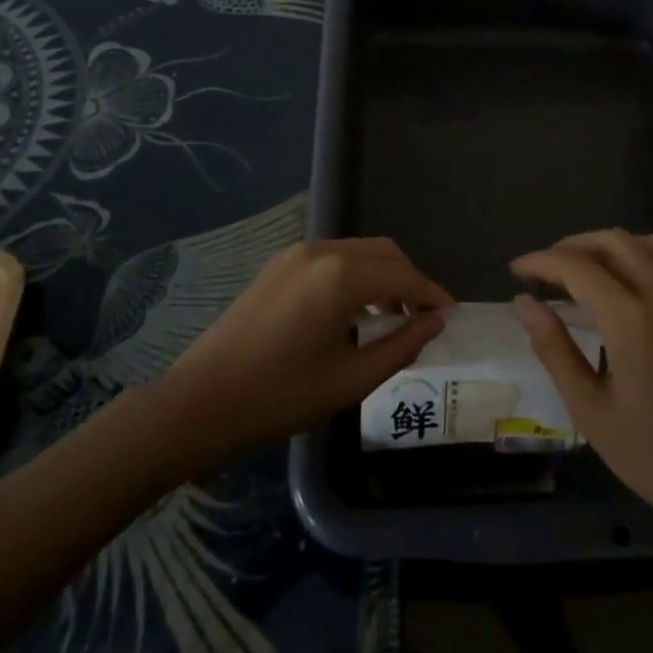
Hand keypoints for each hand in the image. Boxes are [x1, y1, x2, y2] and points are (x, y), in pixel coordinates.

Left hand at [160, 238, 451, 456]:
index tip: (451, 316)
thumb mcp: (351, 380)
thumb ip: (401, 346)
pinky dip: (357, 275)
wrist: (201, 401)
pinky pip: (334, 258)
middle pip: (384, 253)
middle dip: (410, 281)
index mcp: (341, 276)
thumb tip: (435, 322)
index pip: (403, 276)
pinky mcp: (280, 264)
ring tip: (394, 318)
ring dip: (384, 277)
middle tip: (424, 318)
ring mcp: (297, 254)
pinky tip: (356, 311)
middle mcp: (322, 251)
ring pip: (359, 252)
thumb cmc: (280, 396)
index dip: (432, 295)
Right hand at [511, 230, 652, 539]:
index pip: (577, 267)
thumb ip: (554, 349)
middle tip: (543, 271)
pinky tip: (625, 286)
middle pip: (611, 242)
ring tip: (580, 272)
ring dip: (607, 246)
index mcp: (631, 319)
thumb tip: (523, 302)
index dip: (541, 261)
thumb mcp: (590, 410)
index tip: (516, 269)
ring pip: (643, 242)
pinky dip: (640, 256)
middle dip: (571, 247)